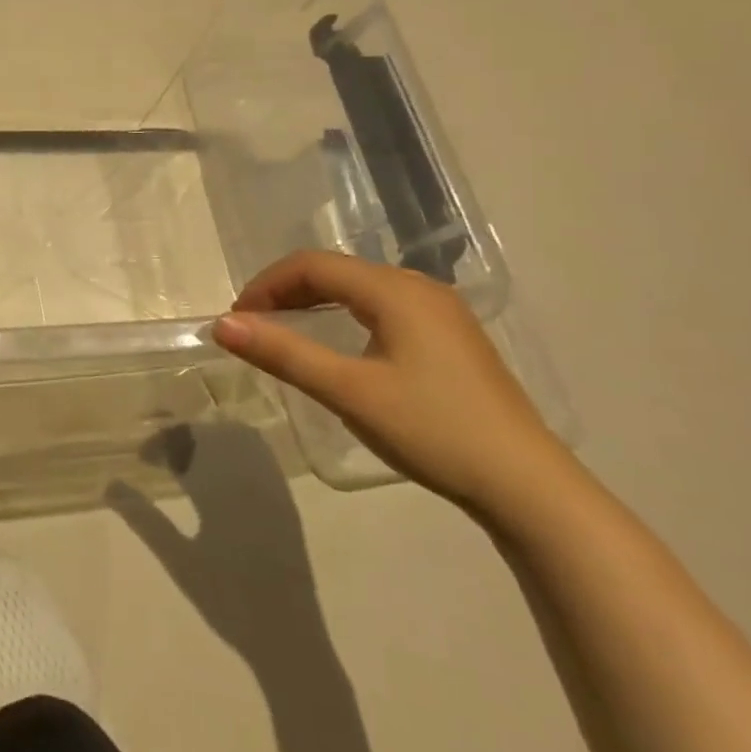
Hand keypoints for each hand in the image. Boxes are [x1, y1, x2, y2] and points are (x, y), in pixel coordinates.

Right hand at [212, 251, 569, 513]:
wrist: (528, 487)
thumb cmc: (432, 430)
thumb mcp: (348, 392)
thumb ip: (283, 353)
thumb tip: (222, 325)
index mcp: (394, 290)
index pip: (312, 264)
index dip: (266, 284)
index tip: (237, 320)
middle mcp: (419, 287)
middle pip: (336, 271)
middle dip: (287, 292)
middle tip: (254, 327)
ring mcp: (441, 311)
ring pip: (360, 288)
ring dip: (315, 302)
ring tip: (286, 334)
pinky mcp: (452, 337)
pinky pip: (383, 307)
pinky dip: (345, 316)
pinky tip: (340, 346)